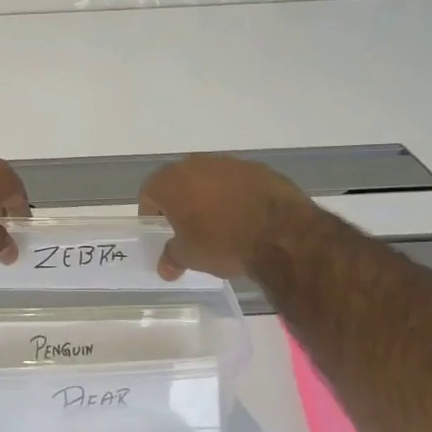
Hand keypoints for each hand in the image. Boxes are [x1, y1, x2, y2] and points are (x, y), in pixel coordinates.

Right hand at [139, 154, 317, 279]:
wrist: (281, 233)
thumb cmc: (223, 243)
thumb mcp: (190, 257)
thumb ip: (172, 257)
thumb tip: (165, 268)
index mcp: (170, 182)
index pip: (149, 193)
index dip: (152, 214)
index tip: (162, 231)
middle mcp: (195, 164)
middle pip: (179, 181)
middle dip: (181, 201)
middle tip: (189, 227)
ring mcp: (229, 163)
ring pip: (209, 178)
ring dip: (209, 196)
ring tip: (222, 223)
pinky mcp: (258, 168)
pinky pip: (238, 181)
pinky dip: (237, 194)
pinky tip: (247, 217)